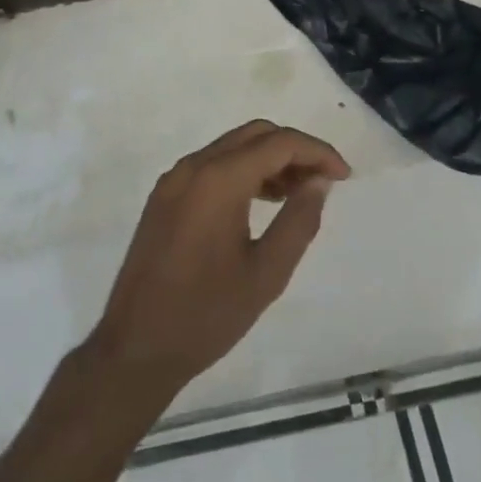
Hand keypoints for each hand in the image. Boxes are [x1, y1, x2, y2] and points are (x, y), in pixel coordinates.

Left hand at [88, 120, 350, 398]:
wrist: (135, 347)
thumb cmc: (206, 315)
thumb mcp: (266, 273)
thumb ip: (299, 220)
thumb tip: (318, 181)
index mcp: (217, 180)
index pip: (278, 143)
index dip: (317, 152)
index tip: (344, 176)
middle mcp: (192, 167)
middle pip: (254, 134)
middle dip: (294, 149)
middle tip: (323, 182)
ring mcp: (173, 180)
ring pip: (231, 147)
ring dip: (268, 159)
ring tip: (298, 193)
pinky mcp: (164, 197)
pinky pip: (211, 166)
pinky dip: (242, 171)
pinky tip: (261, 201)